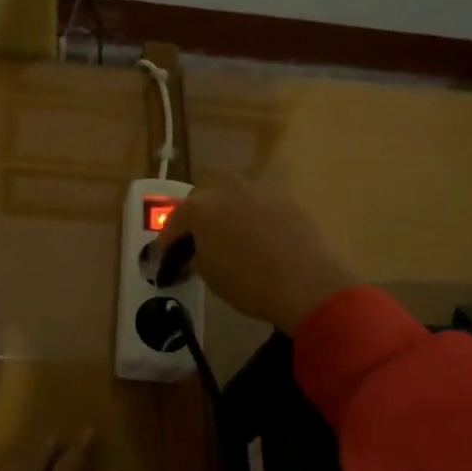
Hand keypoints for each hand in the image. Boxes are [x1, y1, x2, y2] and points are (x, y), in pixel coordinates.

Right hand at [149, 178, 358, 332]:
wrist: (304, 282)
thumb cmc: (246, 281)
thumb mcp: (207, 273)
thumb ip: (194, 254)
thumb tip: (195, 250)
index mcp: (199, 206)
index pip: (175, 222)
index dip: (168, 241)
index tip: (166, 257)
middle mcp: (226, 188)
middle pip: (203, 198)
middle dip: (197, 218)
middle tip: (198, 242)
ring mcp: (258, 189)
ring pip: (233, 196)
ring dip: (226, 212)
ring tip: (229, 237)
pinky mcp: (286, 199)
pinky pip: (259, 205)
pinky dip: (253, 218)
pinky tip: (258, 239)